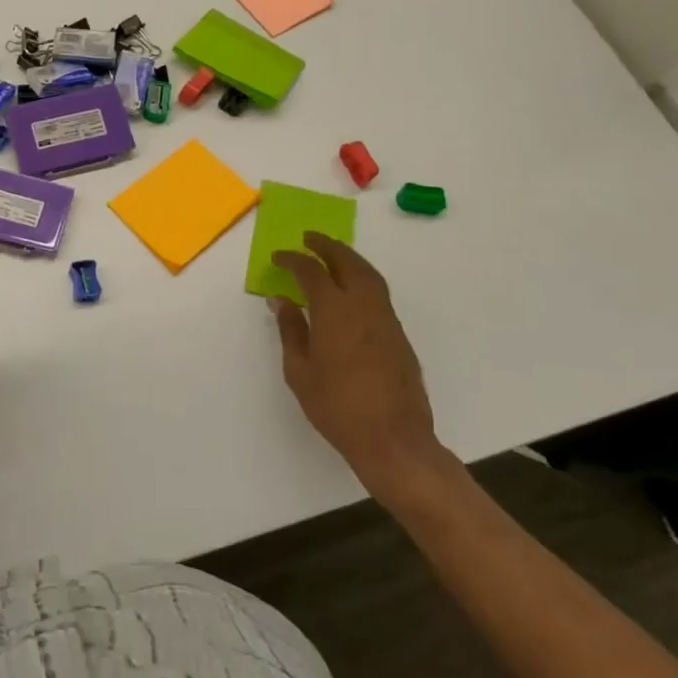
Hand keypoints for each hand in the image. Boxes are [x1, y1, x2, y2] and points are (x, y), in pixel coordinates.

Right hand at [268, 233, 451, 503]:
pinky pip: (378, 293)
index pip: (311, 272)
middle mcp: (365, 307)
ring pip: (369, 275)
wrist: (394, 440)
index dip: (293, 260)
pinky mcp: (399, 335)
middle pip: (347, 262)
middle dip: (327, 246)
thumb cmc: (337, 408)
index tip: (278, 257)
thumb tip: (282, 301)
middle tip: (309, 238)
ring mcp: (386, 319)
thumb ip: (291, 330)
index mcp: (335, 312)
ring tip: (330, 255)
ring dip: (348, 258)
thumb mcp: (300, 371)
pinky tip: (350, 289)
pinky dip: (362, 278)